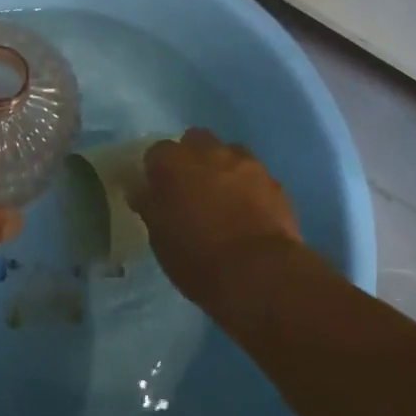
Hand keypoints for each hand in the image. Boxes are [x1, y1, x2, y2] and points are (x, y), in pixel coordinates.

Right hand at [137, 129, 302, 310]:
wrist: (260, 274)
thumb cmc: (197, 258)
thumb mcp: (159, 238)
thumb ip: (149, 206)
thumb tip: (141, 191)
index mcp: (173, 161)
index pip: (156, 152)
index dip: (156, 171)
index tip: (158, 192)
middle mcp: (209, 151)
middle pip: (195, 141)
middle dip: (192, 158)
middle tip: (190, 189)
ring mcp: (246, 163)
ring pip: (229, 153)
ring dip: (223, 169)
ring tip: (224, 200)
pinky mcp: (274, 182)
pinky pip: (255, 176)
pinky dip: (249, 188)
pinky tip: (248, 213)